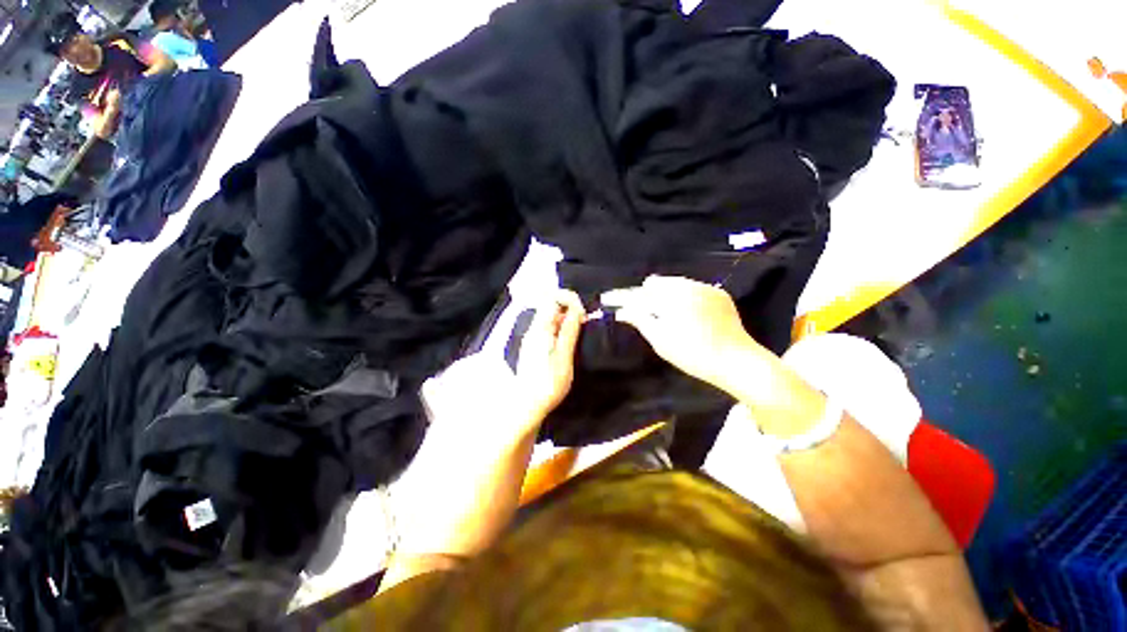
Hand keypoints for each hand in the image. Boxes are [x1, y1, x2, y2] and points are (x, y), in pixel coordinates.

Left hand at [514, 289, 584, 421]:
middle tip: (585, 322)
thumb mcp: (564, 356)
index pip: (552, 298)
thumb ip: (570, 331)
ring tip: (581, 331)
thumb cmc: (549, 382)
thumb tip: (577, 309)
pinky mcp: (534, 346)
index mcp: (540, 329)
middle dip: (570, 308)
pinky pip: (549, 329)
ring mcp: (533, 338)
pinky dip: (561, 329)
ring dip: (567, 319)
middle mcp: (534, 329)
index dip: (569, 299)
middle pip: (551, 306)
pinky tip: (570, 341)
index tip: (583, 313)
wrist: (528, 405)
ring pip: (551, 318)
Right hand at [602, 276, 763, 392]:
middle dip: (640, 293)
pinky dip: (680, 293)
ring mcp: (704, 288)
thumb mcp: (662, 342)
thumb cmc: (694, 356)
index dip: (620, 298)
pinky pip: (691, 286)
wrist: (737, 360)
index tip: (606, 299)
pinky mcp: (717, 292)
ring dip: (659, 291)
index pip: (638, 296)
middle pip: (654, 284)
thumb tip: (623, 312)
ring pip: (672, 282)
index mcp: (671, 301)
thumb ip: (641, 321)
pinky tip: (679, 305)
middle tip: (631, 304)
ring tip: (653, 303)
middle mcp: (687, 288)